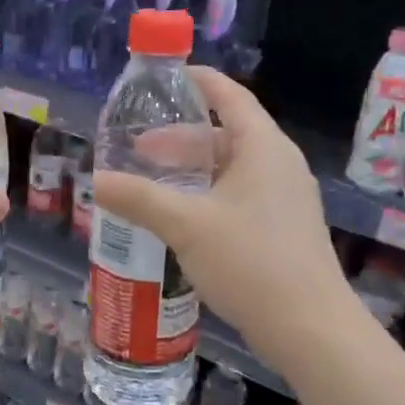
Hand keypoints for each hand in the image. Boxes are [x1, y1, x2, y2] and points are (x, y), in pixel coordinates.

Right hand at [91, 68, 350, 353]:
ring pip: (232, 169)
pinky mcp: (283, 229)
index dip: (200, 82)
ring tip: (153, 183)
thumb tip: (95, 181)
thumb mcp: (185, 224)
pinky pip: (240, 195)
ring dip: (193, 170)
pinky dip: (208, 194)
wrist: (310, 328)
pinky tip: (181, 218)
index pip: (231, 97)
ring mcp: (285, 198)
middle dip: (181, 139)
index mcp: (263, 148)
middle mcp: (279, 165)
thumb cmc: (250, 260)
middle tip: (138, 148)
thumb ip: (138, 198)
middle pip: (226, 135)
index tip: (168, 77)